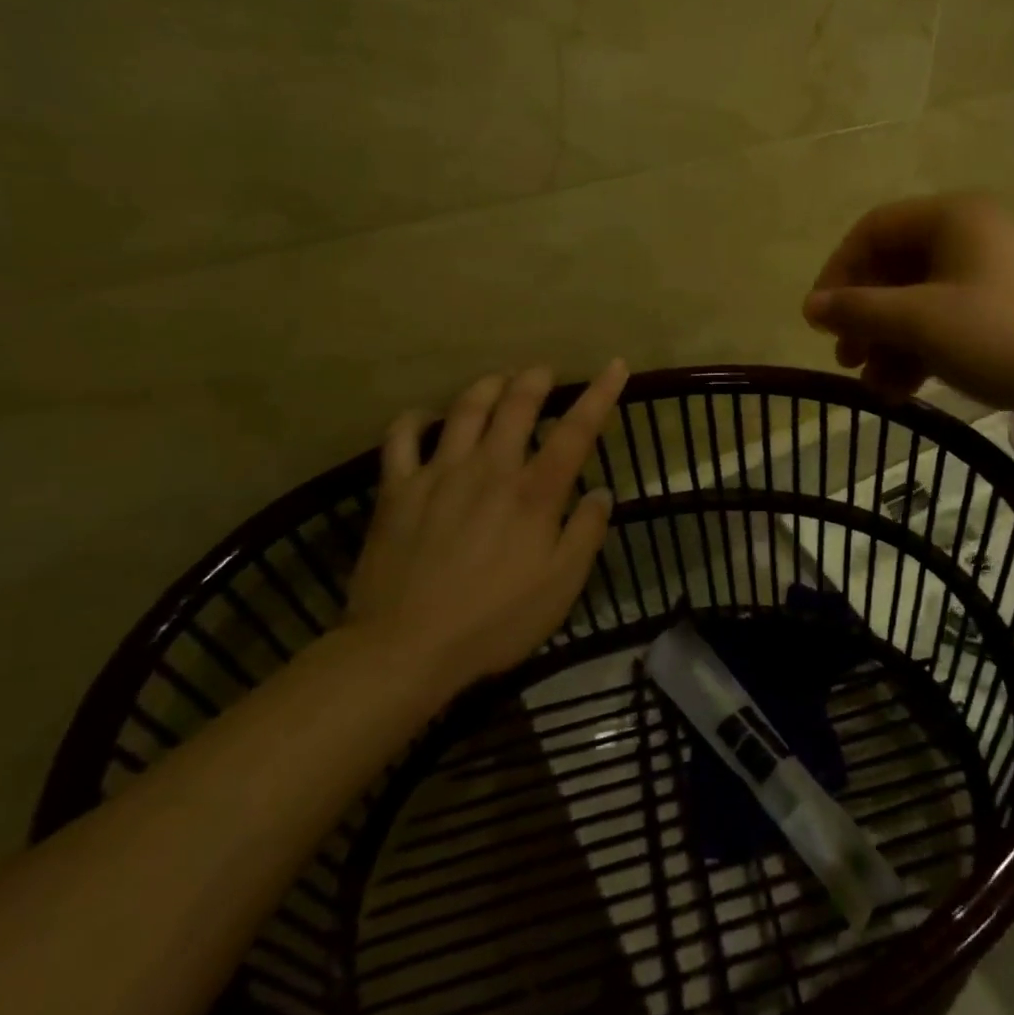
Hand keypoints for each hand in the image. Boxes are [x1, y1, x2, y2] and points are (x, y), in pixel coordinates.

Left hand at [344, 362, 627, 689]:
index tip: (616, 366)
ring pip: (465, 409)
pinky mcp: (397, 489)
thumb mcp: (562, 587)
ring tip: (499, 380)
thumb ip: (586, 533)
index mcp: (534, 493)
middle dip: (535, 380)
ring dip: (487, 386)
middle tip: (544, 372)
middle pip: (516, 405)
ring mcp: (438, 474)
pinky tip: (426, 418)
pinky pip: (402, 438)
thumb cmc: (495, 621)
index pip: (576, 431)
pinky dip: (415, 419)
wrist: (406, 648)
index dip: (600, 394)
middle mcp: (489, 468)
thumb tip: (602, 491)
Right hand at [803, 194, 1013, 433]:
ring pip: (923, 302)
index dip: (838, 272)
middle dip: (866, 317)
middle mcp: (975, 236)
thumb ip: (859, 310)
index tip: (820, 319)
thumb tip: (809, 306)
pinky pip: (953, 322)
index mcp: (954, 218)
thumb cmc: (1003, 337)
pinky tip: (906, 391)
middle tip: (846, 359)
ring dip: (892, 343)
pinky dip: (924, 352)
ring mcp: (998, 276)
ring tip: (876, 388)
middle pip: (897, 268)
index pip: (873, 230)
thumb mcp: (920, 322)